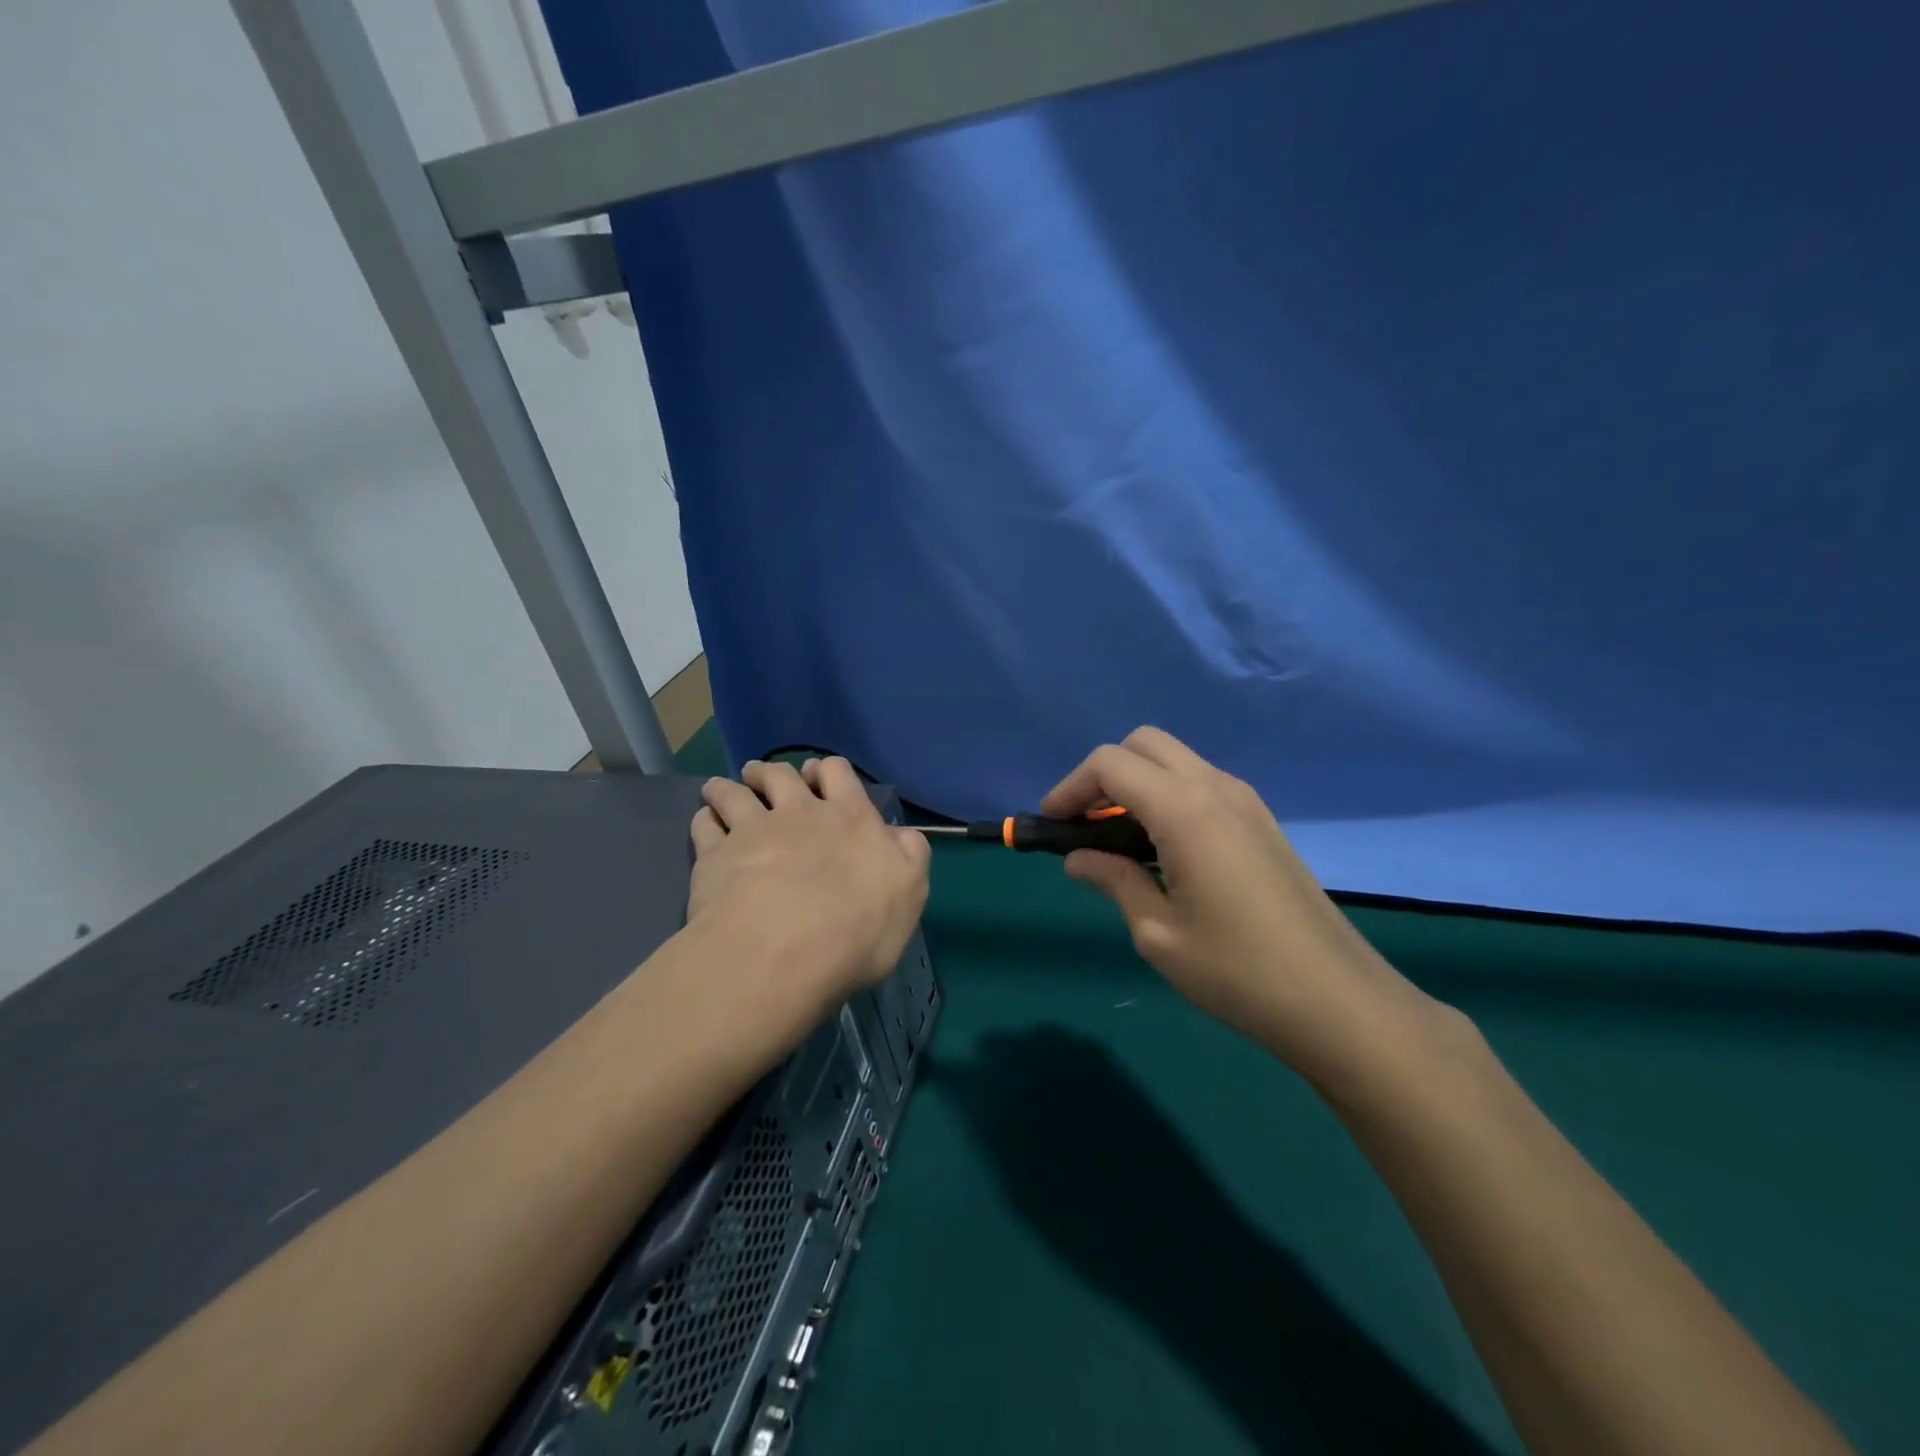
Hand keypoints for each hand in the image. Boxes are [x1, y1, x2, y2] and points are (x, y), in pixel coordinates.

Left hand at [688, 757, 930, 1004]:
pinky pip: (704, 825)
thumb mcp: (909, 892)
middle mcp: (799, 812)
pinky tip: (704, 821)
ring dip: (729, 787)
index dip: (827, 772)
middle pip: (780, 775)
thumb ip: (909, 855)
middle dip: (772, 773)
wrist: (782, 952)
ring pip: (734, 792)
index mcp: (850, 817)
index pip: (838, 772)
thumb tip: (900, 834)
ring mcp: (751, 830)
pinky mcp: (714, 856)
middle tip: (765, 780)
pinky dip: (704, 818)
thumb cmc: (858, 927)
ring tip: (722, 790)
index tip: (817, 778)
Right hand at [1041, 727, 1438, 1082]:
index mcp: (1185, 809)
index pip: (1110, 764)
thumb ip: (1113, 881)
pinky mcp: (1262, 822)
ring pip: (1175, 760)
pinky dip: (1167, 796)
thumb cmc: (1237, 971)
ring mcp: (1245, 801)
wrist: (1338, 1001)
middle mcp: (1216, 788)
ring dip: (1137, 784)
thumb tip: (1078, 859)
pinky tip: (1162, 849)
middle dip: (1104, 775)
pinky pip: (1201, 784)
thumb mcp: (1157, 933)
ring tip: (1117, 841)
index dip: (1071, 787)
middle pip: (1144, 744)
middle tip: (1084, 825)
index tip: (1053, 824)